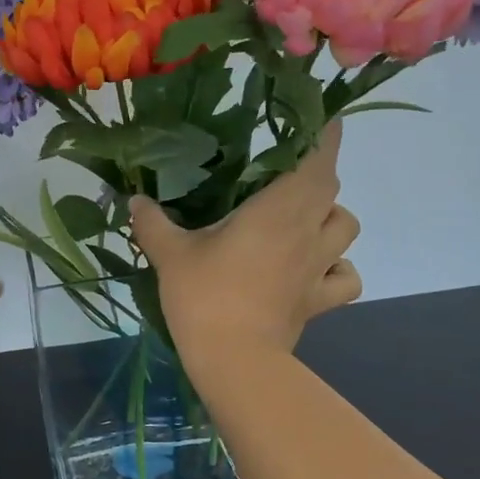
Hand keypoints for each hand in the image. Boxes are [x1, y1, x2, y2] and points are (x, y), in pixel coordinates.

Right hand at [130, 121, 360, 365]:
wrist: (234, 361)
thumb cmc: (205, 296)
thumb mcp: (170, 254)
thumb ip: (152, 222)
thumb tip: (134, 199)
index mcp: (277, 210)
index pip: (315, 160)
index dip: (324, 135)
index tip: (322, 117)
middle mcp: (307, 231)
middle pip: (330, 188)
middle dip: (316, 172)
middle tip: (287, 170)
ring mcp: (318, 267)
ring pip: (345, 226)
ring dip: (330, 215)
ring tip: (302, 218)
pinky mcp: (319, 300)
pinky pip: (346, 277)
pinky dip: (339, 267)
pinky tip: (316, 268)